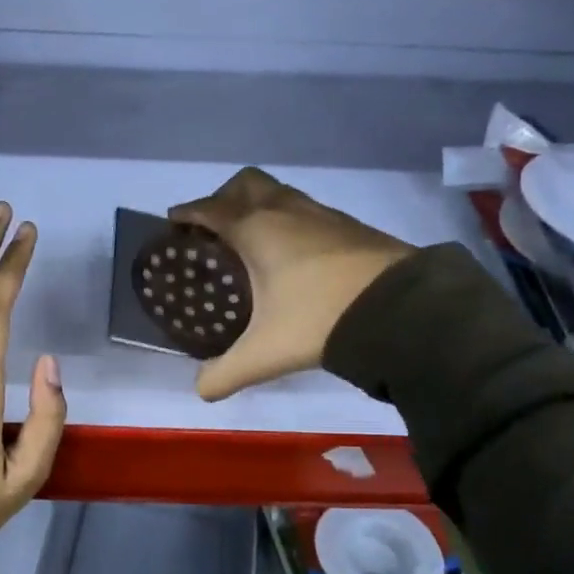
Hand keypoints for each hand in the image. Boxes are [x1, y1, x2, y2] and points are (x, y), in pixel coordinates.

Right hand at [168, 167, 412, 400]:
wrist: (399, 308)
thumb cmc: (319, 319)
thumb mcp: (265, 354)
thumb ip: (226, 374)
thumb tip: (201, 390)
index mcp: (256, 230)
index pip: (210, 209)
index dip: (188, 213)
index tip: (174, 221)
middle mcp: (285, 211)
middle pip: (245, 184)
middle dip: (223, 198)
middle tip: (214, 229)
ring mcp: (321, 213)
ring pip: (279, 192)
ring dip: (259, 206)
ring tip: (252, 242)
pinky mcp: (349, 225)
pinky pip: (306, 210)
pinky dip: (289, 220)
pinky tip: (294, 255)